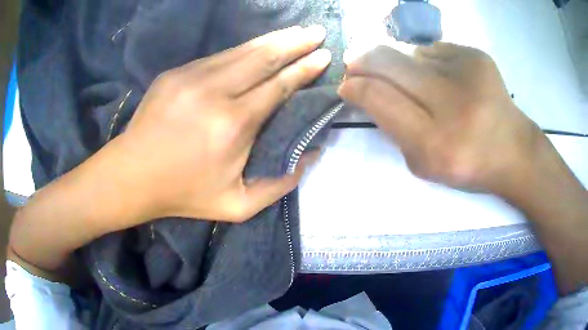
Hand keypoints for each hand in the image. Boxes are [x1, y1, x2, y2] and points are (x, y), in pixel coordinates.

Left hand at [118, 25, 330, 221]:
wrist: (132, 176)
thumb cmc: (184, 193)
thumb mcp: (238, 206)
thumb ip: (281, 184)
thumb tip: (312, 153)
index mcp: (233, 125)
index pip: (279, 85)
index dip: (304, 68)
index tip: (324, 55)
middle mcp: (214, 92)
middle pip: (263, 57)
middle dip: (295, 42)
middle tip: (317, 32)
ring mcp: (191, 77)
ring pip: (241, 50)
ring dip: (272, 39)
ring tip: (295, 31)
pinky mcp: (175, 73)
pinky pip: (218, 57)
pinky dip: (243, 50)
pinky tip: (257, 46)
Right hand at [339, 43, 545, 196]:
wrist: (514, 150)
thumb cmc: (468, 164)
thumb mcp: (424, 164)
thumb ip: (392, 128)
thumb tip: (365, 88)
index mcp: (436, 144)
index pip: (379, 98)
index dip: (355, 86)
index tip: (347, 84)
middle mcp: (453, 104)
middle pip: (388, 61)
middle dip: (364, 60)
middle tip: (357, 64)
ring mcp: (468, 73)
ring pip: (410, 52)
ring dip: (403, 65)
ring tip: (420, 84)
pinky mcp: (477, 55)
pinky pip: (435, 49)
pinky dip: (430, 62)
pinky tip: (446, 79)